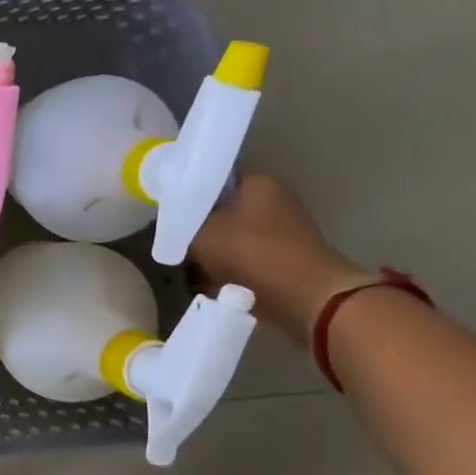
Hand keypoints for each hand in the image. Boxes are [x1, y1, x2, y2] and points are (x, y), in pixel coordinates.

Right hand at [190, 175, 373, 345]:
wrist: (304, 297)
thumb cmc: (249, 252)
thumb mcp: (199, 232)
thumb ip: (182, 221)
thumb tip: (175, 219)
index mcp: (259, 182)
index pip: (215, 178)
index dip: (190, 192)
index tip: (171, 209)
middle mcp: (277, 199)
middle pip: (225, 209)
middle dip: (202, 225)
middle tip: (178, 240)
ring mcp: (286, 230)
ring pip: (235, 236)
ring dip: (216, 250)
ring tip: (192, 265)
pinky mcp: (289, 258)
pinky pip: (249, 257)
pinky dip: (233, 268)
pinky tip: (213, 282)